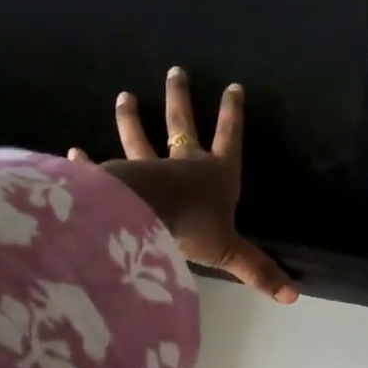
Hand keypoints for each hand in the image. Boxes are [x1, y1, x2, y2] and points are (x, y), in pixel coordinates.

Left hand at [70, 67, 295, 302]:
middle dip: (180, 99)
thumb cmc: (193, 228)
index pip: (229, 138)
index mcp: (215, 175)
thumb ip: (257, 271)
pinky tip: (73, 153)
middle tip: (175, 71)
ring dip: (132, 118)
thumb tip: (293, 297)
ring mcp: (146, 170)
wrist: (147, 218)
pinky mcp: (115, 181)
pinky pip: (101, 170)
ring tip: (123, 96)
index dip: (232, 115)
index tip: (232, 87)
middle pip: (182, 124)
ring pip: (139, 139)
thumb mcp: (230, 253)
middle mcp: (182, 164)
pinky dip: (88, 163)